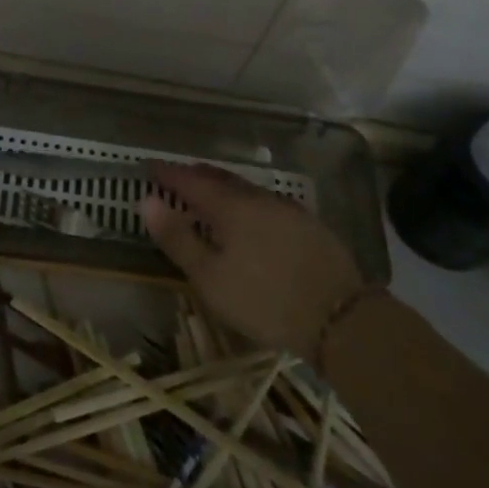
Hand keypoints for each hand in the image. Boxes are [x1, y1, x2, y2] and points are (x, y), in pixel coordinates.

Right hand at [142, 163, 364, 355]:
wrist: (342, 320)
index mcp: (230, 206)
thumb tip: (146, 201)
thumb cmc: (264, 300)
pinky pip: (267, 204)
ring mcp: (288, 210)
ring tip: (209, 197)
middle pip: (220, 179)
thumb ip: (177, 238)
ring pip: (246, 190)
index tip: (148, 167)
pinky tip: (249, 219)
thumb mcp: (210, 277)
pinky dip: (247, 204)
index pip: (190, 181)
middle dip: (195, 176)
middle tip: (176, 178)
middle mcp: (259, 199)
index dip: (168, 173)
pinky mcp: (309, 226)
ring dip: (223, 189)